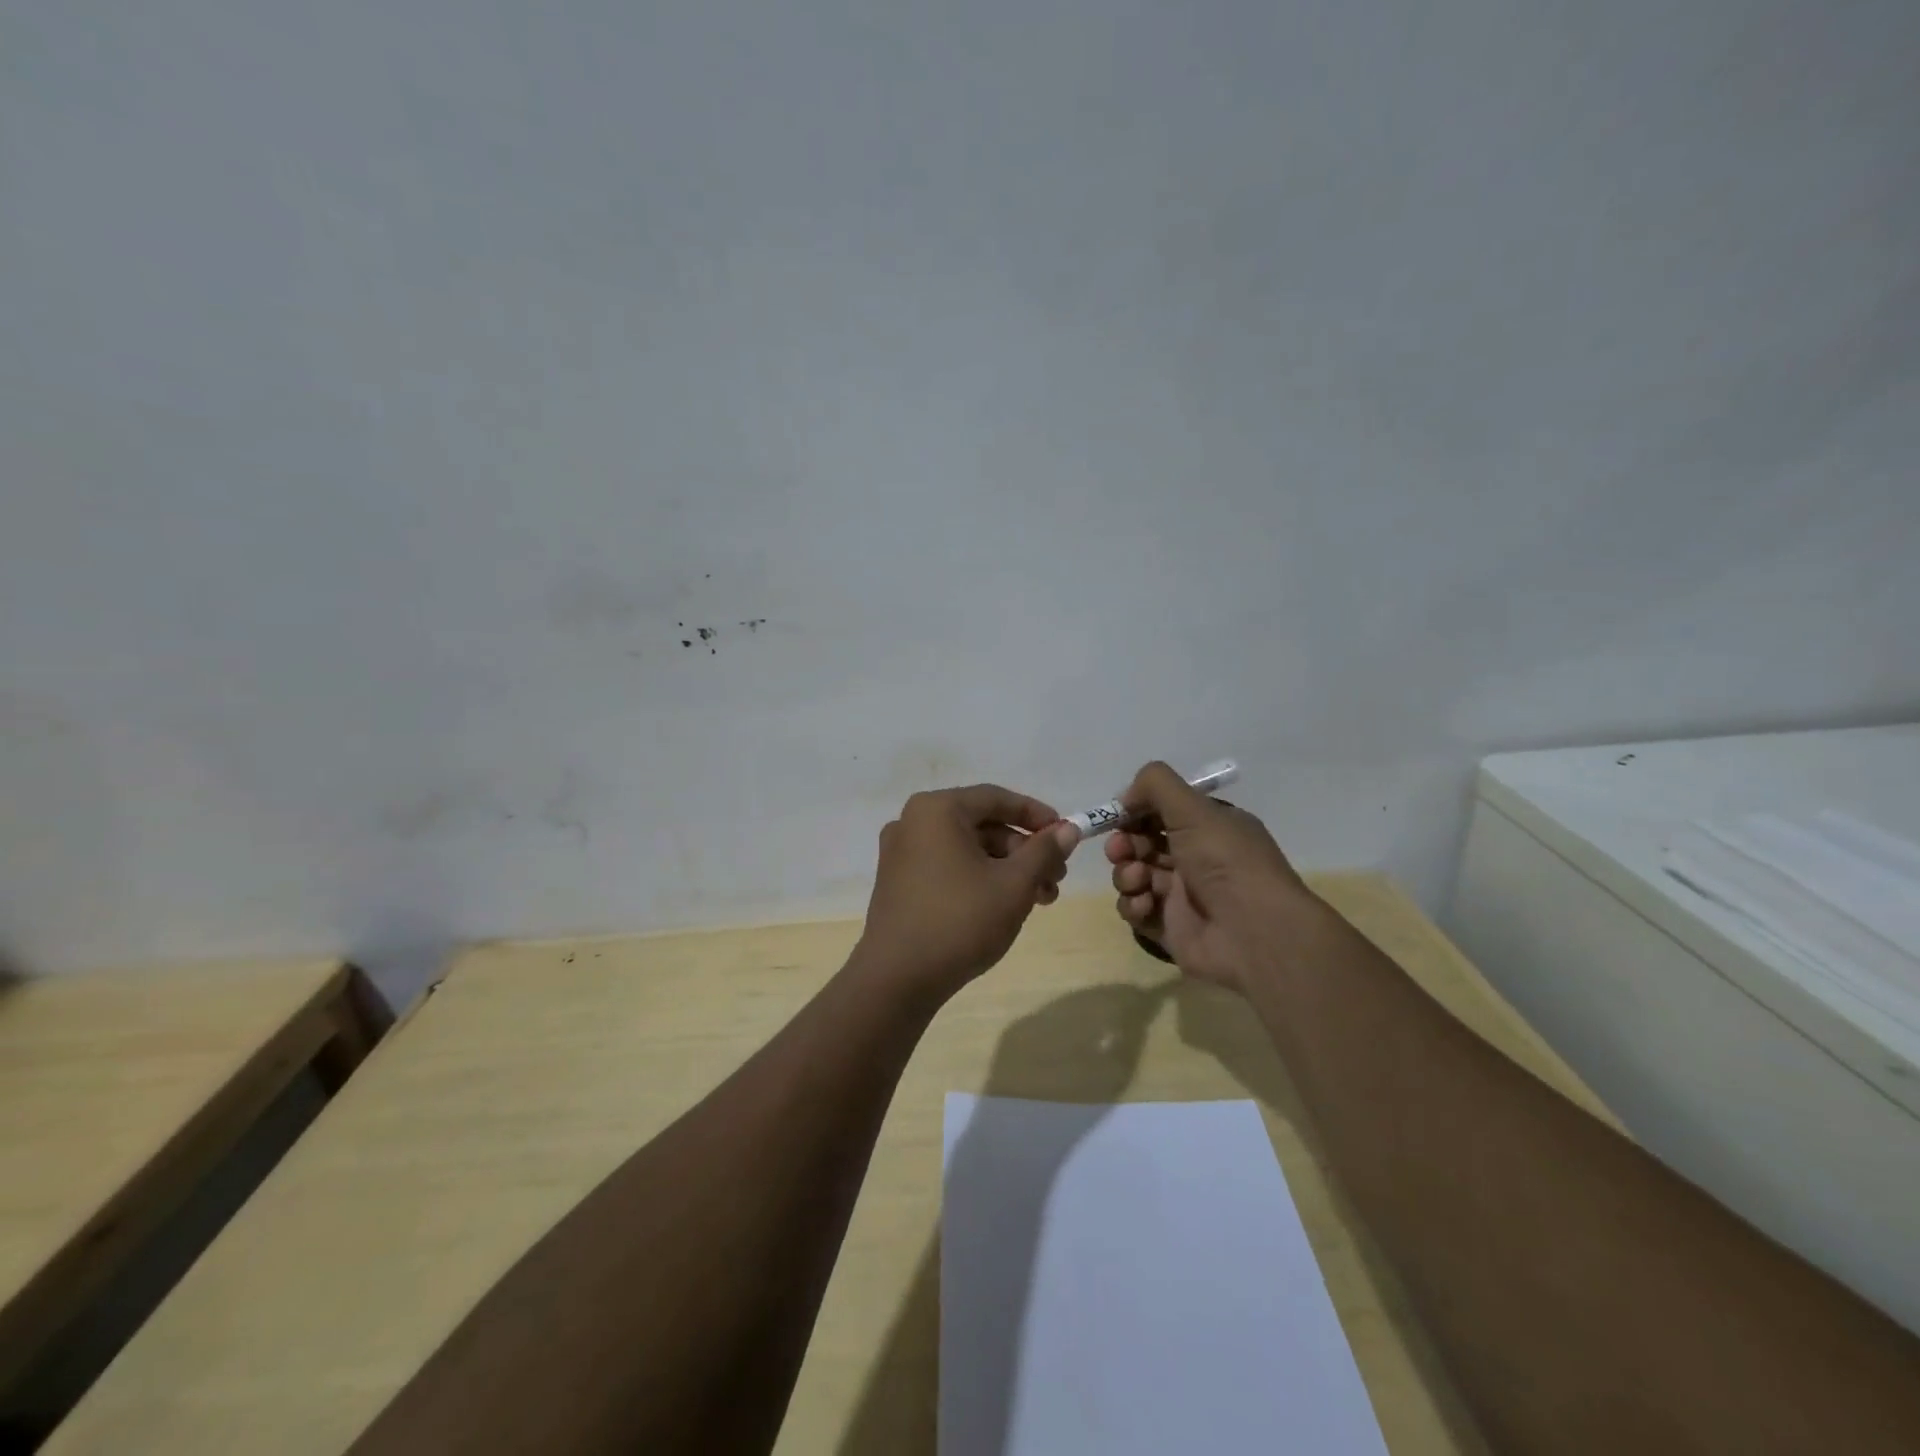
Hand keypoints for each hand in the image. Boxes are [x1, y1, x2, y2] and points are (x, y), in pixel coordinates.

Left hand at [857, 784, 1081, 996]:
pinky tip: (1005, 906)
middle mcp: (913, 822)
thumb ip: (1044, 851)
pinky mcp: (899, 882)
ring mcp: (901, 853)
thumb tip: (1069, 829)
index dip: (1036, 815)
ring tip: (1040, 899)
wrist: (897, 980)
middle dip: (1025, 850)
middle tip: (1057, 878)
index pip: (996, 798)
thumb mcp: (1013, 885)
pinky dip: (980, 878)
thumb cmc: (960, 921)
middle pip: (982, 825)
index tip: (1066, 834)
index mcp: (936, 810)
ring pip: (967, 849)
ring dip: (1007, 868)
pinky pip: (948, 866)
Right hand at [1105, 761, 1315, 993]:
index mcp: (1209, 828)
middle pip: (1143, 843)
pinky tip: (1145, 905)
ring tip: (1138, 879)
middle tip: (1121, 850)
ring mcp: (1181, 895)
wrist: (1253, 934)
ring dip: (1126, 873)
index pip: (1163, 811)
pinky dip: (1133, 905)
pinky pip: (1136, 909)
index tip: (1119, 814)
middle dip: (1125, 843)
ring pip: (1135, 875)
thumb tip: (1125, 797)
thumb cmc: (1226, 862)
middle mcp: (1196, 858)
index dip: (1137, 811)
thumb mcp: (1194, 809)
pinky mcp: (1169, 927)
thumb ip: (1155, 785)